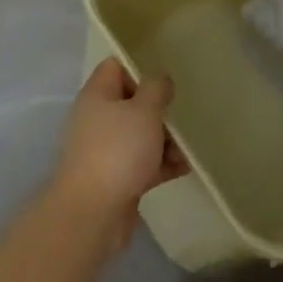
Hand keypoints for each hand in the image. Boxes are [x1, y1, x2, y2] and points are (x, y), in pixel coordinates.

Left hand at [50, 58, 188, 255]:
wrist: (92, 215)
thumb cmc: (118, 150)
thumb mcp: (144, 110)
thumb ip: (156, 89)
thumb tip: (160, 80)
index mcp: (97, 95)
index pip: (116, 66)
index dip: (140, 66)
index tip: (166, 74)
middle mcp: (97, 119)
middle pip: (131, 102)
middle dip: (159, 108)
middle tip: (183, 110)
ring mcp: (105, 150)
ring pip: (139, 134)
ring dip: (164, 138)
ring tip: (190, 144)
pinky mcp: (115, 179)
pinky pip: (142, 163)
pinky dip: (161, 163)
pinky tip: (185, 166)